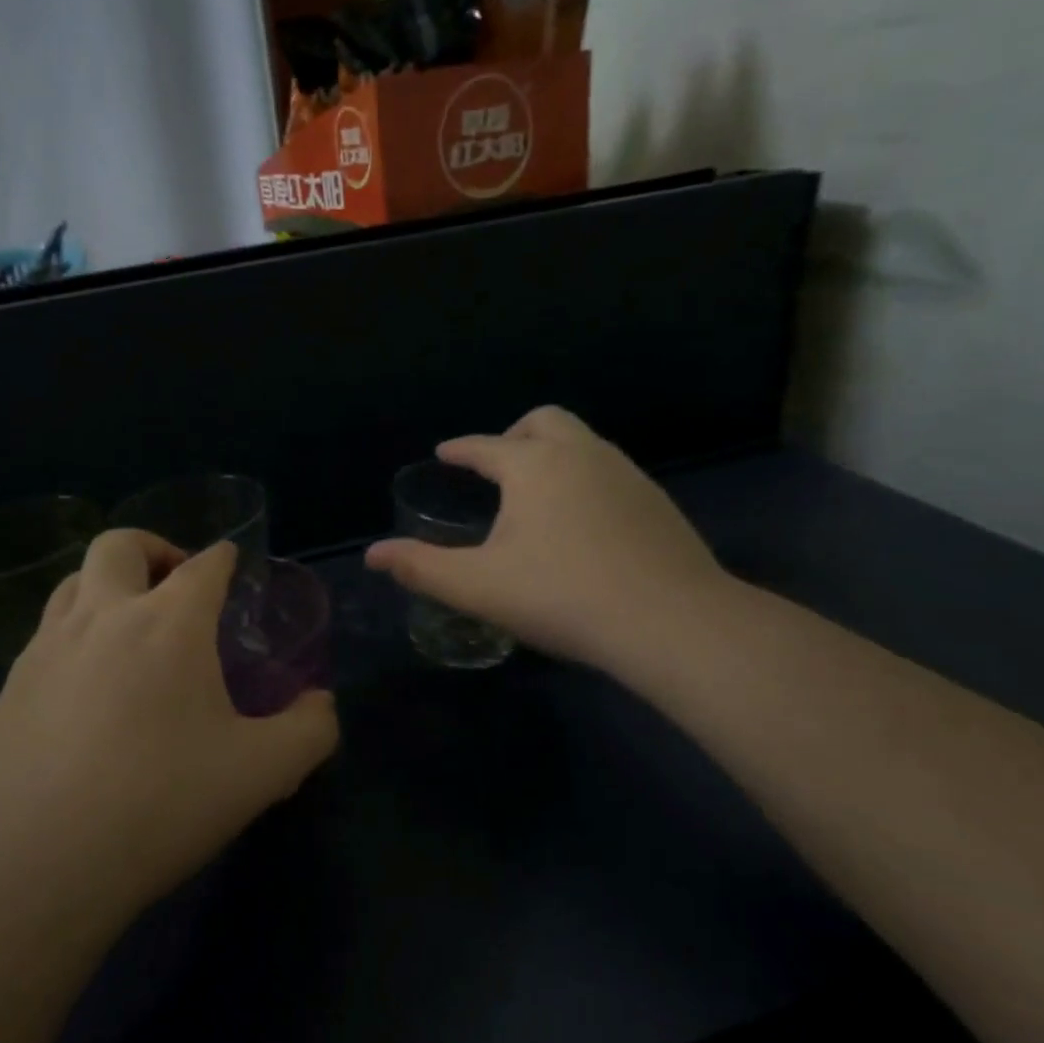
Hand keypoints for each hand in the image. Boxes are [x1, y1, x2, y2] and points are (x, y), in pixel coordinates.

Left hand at [0, 532, 338, 921]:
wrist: (34, 864)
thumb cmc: (159, 804)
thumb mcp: (262, 773)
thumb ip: (309, 730)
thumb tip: (320, 704)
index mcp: (169, 624)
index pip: (204, 565)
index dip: (223, 558)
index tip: (232, 564)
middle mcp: (104, 617)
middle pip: (121, 545)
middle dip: (155, 548)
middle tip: (176, 585)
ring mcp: (47, 648)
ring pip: (75, 581)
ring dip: (109, 584)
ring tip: (132, 627)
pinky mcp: (10, 686)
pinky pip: (47, 633)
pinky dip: (77, 633)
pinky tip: (89, 685)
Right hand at [365, 406, 730, 680]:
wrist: (670, 621)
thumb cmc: (561, 596)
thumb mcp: (479, 586)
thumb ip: (421, 567)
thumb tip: (373, 554)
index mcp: (534, 465)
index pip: (487, 446)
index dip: (461, 449)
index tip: (445, 452)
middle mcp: (582, 454)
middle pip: (544, 421)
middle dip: (514, 435)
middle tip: (496, 467)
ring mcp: (626, 474)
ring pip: (582, 443)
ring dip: (552, 455)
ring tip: (535, 495)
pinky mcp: (656, 502)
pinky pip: (608, 471)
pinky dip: (583, 479)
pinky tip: (582, 521)